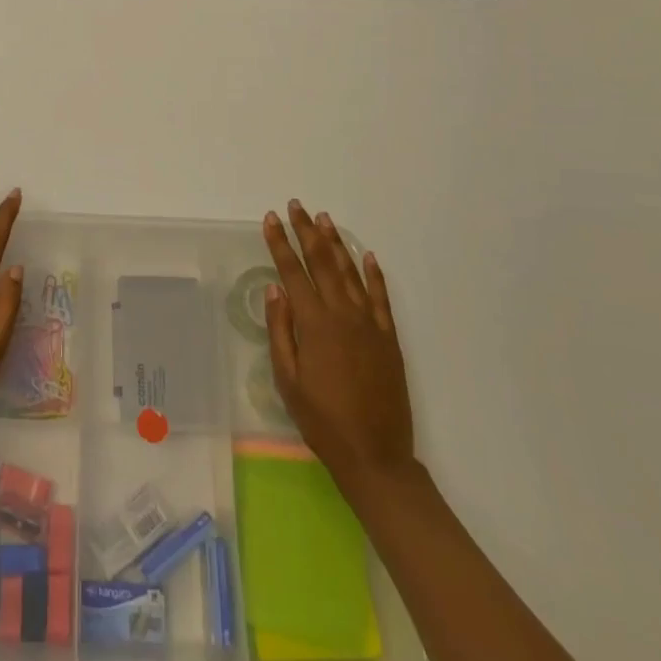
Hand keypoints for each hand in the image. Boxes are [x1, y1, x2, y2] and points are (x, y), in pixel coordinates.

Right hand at [262, 200, 416, 489]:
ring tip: (324, 219)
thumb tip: (275, 290)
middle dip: (306, 231)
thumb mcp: (287, 379)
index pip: (293, 271)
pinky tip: (368, 256)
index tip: (271, 218)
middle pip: (322, 262)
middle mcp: (343, 314)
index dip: (280, 243)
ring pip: (350, 272)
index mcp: (314, 323)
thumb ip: (280, 331)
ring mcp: (370, 323)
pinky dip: (374, 273)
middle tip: (296, 206)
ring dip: (336, 243)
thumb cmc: (322, 419)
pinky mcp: (389, 337)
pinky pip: (381, 297)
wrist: (375, 455)